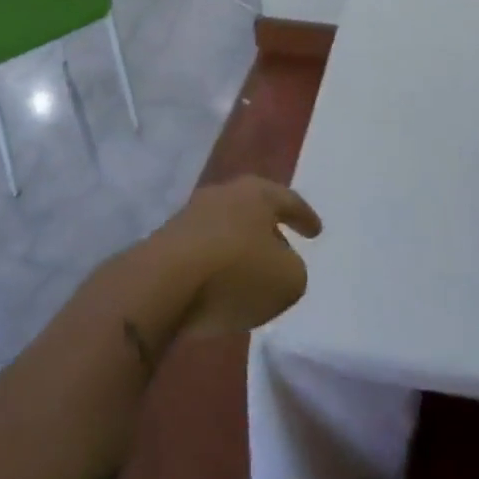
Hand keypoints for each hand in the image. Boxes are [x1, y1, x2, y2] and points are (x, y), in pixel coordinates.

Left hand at [149, 177, 322, 339]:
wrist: (162, 282)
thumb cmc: (236, 272)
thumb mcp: (288, 281)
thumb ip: (293, 270)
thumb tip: (278, 265)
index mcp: (257, 193)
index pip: (289, 200)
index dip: (305, 217)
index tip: (316, 232)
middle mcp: (223, 194)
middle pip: (253, 209)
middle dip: (269, 228)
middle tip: (283, 246)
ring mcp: (190, 215)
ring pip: (226, 227)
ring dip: (240, 247)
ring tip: (251, 272)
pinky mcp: (166, 240)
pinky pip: (203, 249)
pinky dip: (216, 263)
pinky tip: (219, 285)